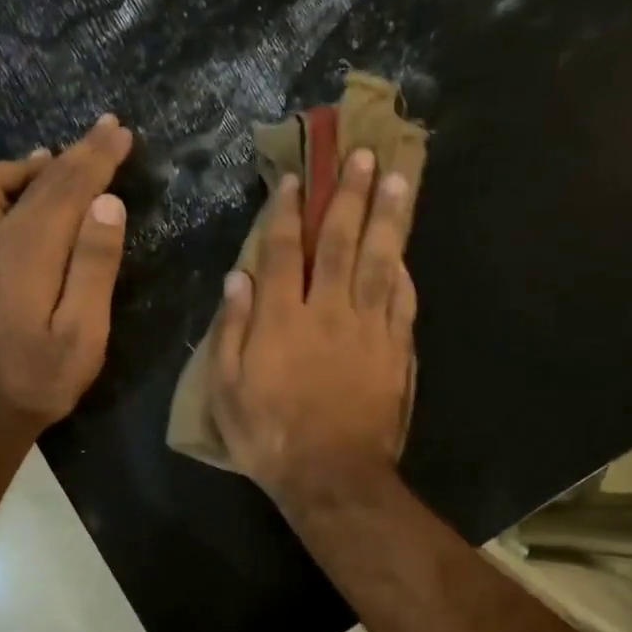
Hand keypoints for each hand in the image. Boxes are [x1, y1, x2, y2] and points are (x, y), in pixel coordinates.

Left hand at [0, 115, 132, 436]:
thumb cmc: (40, 377)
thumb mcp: (85, 331)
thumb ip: (95, 265)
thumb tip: (107, 205)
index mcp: (33, 250)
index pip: (70, 186)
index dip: (97, 155)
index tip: (119, 130)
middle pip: (33, 180)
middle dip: (71, 153)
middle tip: (101, 134)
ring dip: (14, 171)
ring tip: (43, 169)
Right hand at [209, 148, 416, 508]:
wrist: (332, 476)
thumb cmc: (269, 436)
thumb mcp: (227, 391)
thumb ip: (232, 330)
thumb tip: (238, 277)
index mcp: (281, 319)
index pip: (282, 251)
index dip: (287, 211)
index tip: (297, 178)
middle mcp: (327, 311)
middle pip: (338, 242)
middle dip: (348, 195)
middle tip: (362, 155)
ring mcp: (368, 329)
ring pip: (378, 260)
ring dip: (387, 217)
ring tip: (397, 179)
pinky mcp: (396, 351)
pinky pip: (402, 301)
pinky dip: (403, 272)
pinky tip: (405, 252)